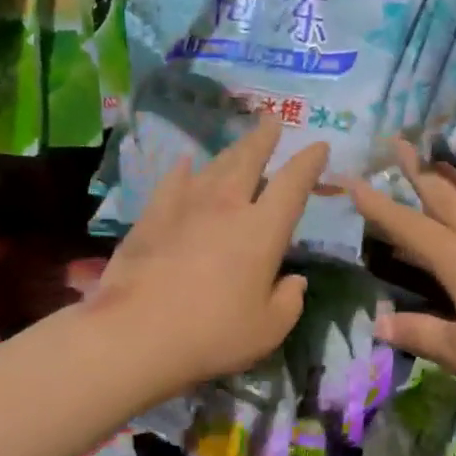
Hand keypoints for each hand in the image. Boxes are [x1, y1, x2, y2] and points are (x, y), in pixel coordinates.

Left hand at [92, 118, 327, 389]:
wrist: (136, 334)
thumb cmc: (214, 334)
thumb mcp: (268, 329)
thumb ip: (289, 302)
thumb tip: (295, 282)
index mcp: (263, 230)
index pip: (293, 184)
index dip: (309, 162)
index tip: (319, 147)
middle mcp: (227, 206)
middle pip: (249, 160)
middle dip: (264, 138)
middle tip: (272, 120)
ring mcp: (185, 207)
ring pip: (214, 166)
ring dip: (231, 150)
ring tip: (240, 142)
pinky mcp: (152, 218)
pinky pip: (172, 182)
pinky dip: (183, 170)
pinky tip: (185, 164)